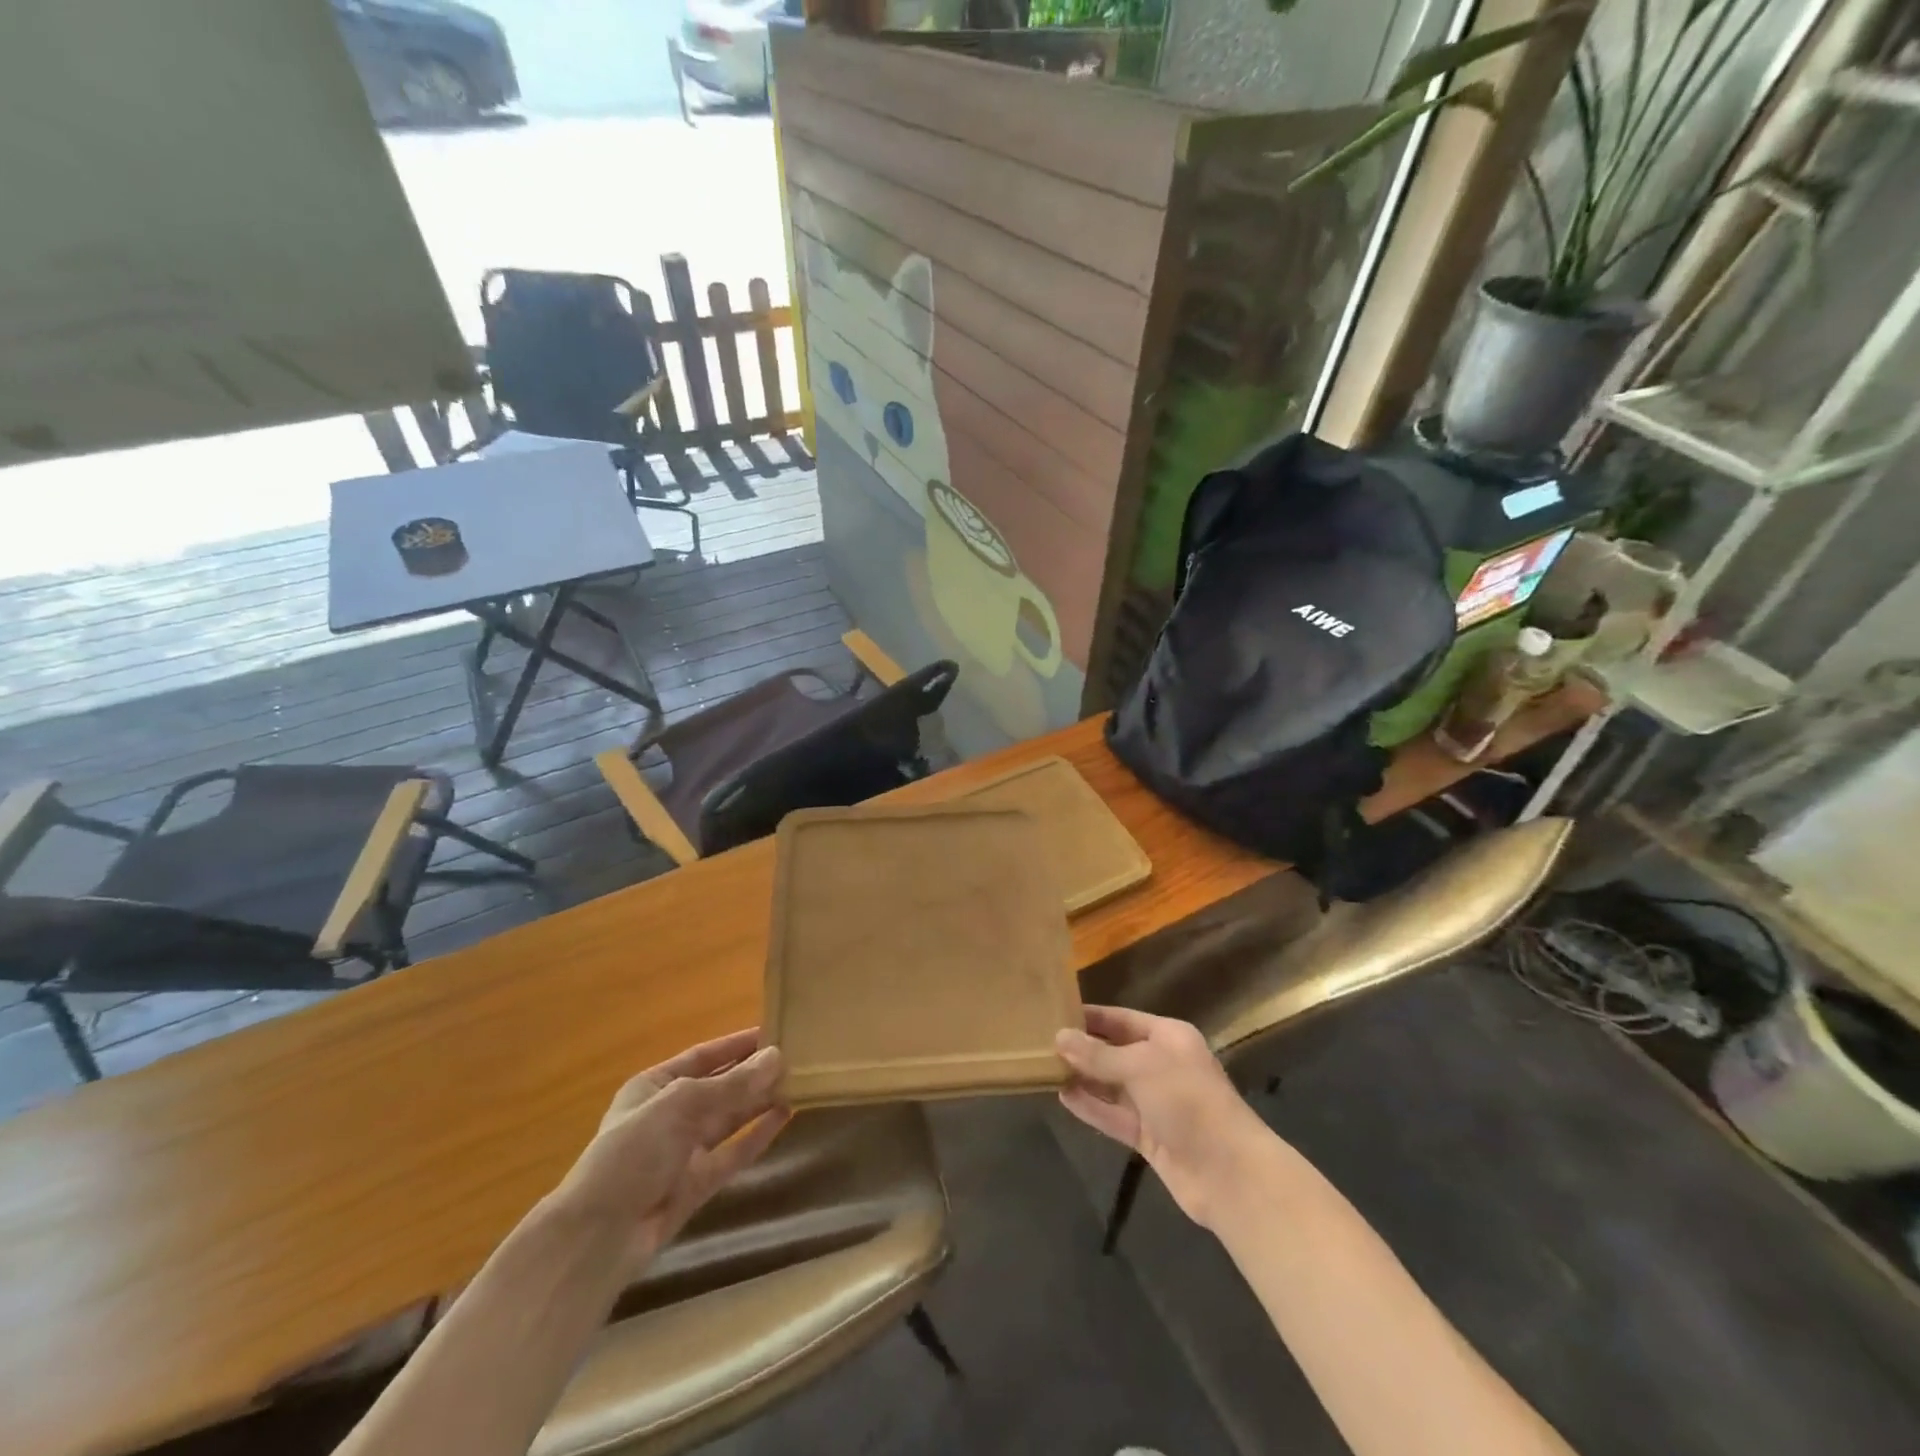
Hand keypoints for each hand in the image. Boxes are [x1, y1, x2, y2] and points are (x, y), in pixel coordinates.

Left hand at [551, 1029, 789, 1281]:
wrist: (600, 1235)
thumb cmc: (632, 1151)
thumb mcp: (681, 1105)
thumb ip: (732, 1084)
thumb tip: (777, 1056)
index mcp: (654, 1087)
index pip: (703, 1057)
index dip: (736, 1045)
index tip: (773, 1032)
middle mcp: (670, 1115)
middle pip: (719, 1087)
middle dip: (753, 1074)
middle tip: (796, 1058)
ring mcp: (684, 1150)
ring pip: (729, 1118)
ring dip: (759, 1101)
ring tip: (798, 1082)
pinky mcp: (698, 1183)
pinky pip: (734, 1151)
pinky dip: (758, 1134)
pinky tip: (785, 1116)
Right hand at [1056, 1006, 1271, 1230]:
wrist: (1229, 1173)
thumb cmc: (1188, 1101)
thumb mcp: (1140, 1067)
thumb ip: (1098, 1054)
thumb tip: (1059, 1037)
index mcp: (1168, 1037)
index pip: (1121, 1019)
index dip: (1090, 1017)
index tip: (1054, 1013)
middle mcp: (1162, 1065)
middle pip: (1115, 1051)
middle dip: (1083, 1048)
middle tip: (1041, 1043)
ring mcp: (1155, 1102)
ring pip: (1111, 1084)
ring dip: (1083, 1078)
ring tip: (1044, 1068)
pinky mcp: (1149, 1136)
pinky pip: (1113, 1115)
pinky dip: (1091, 1106)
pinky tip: (1062, 1097)